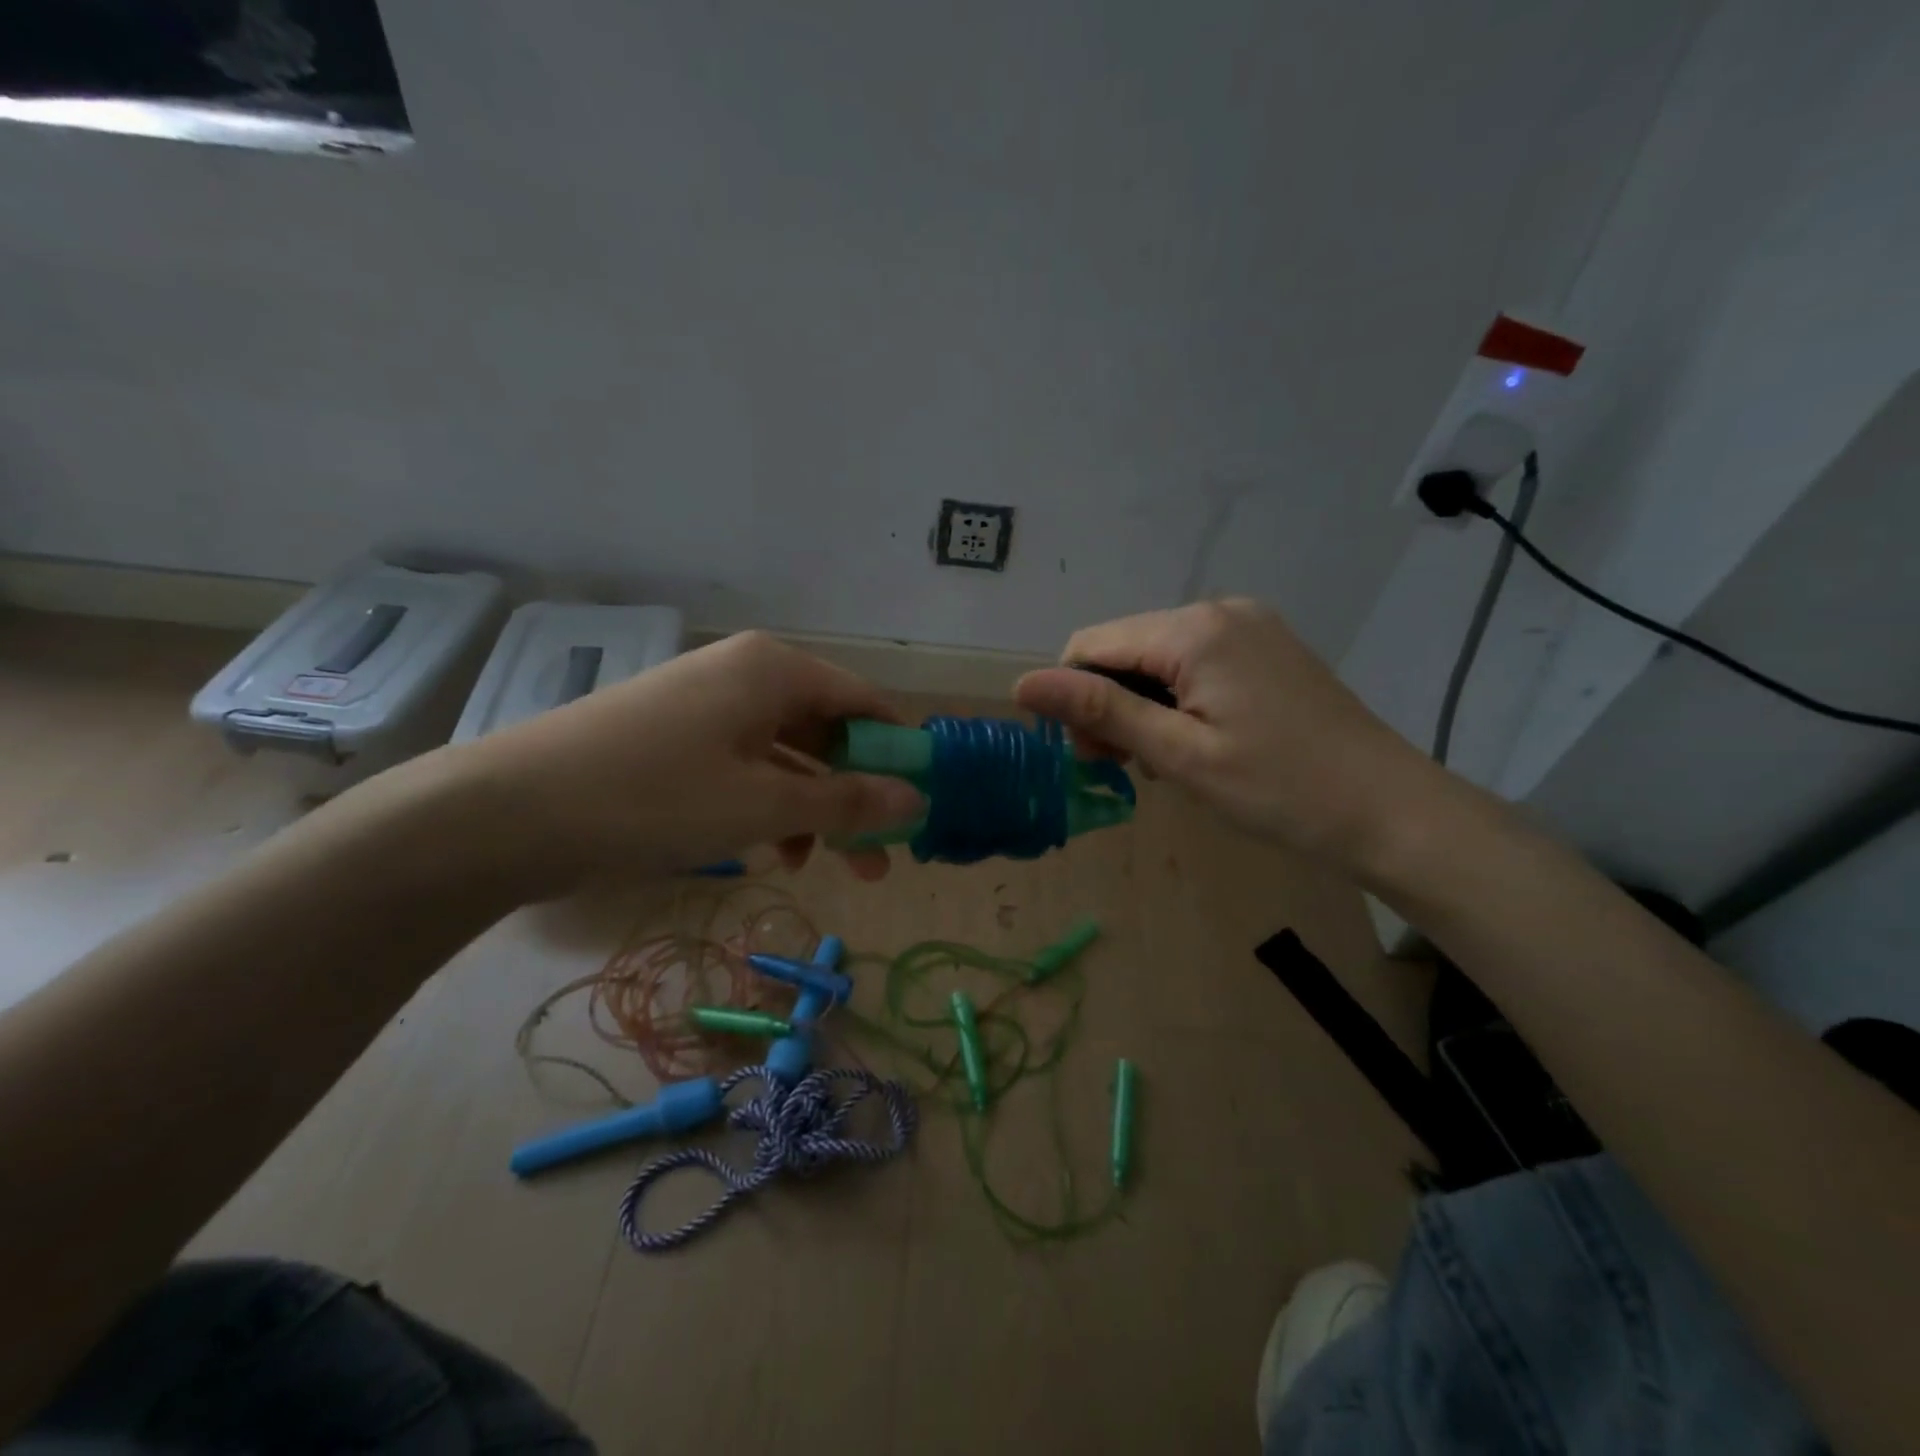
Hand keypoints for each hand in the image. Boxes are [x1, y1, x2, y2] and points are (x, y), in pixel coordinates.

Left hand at [423, 631, 925, 893]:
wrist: (508, 811)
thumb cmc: (654, 797)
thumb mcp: (763, 804)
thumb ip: (847, 801)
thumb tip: (918, 800)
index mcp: (776, 670)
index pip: (866, 703)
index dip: (897, 756)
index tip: (915, 811)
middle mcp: (746, 673)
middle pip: (827, 730)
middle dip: (855, 794)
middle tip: (877, 859)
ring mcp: (706, 704)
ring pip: (785, 754)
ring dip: (811, 807)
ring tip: (819, 865)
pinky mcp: (675, 736)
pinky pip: (744, 765)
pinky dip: (766, 804)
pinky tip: (766, 850)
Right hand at [1014, 599, 1441, 872]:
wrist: (1389, 810)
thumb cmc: (1279, 789)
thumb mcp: (1179, 754)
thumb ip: (1100, 710)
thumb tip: (1022, 683)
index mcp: (1193, 630)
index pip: (1091, 644)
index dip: (1072, 696)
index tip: (1091, 755)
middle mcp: (1219, 610)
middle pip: (1124, 648)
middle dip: (1109, 703)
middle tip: (1125, 767)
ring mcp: (1249, 625)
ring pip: (1157, 658)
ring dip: (1142, 706)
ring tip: (1163, 761)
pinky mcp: (1266, 647)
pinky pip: (1194, 662)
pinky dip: (1177, 699)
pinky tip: (1195, 740)